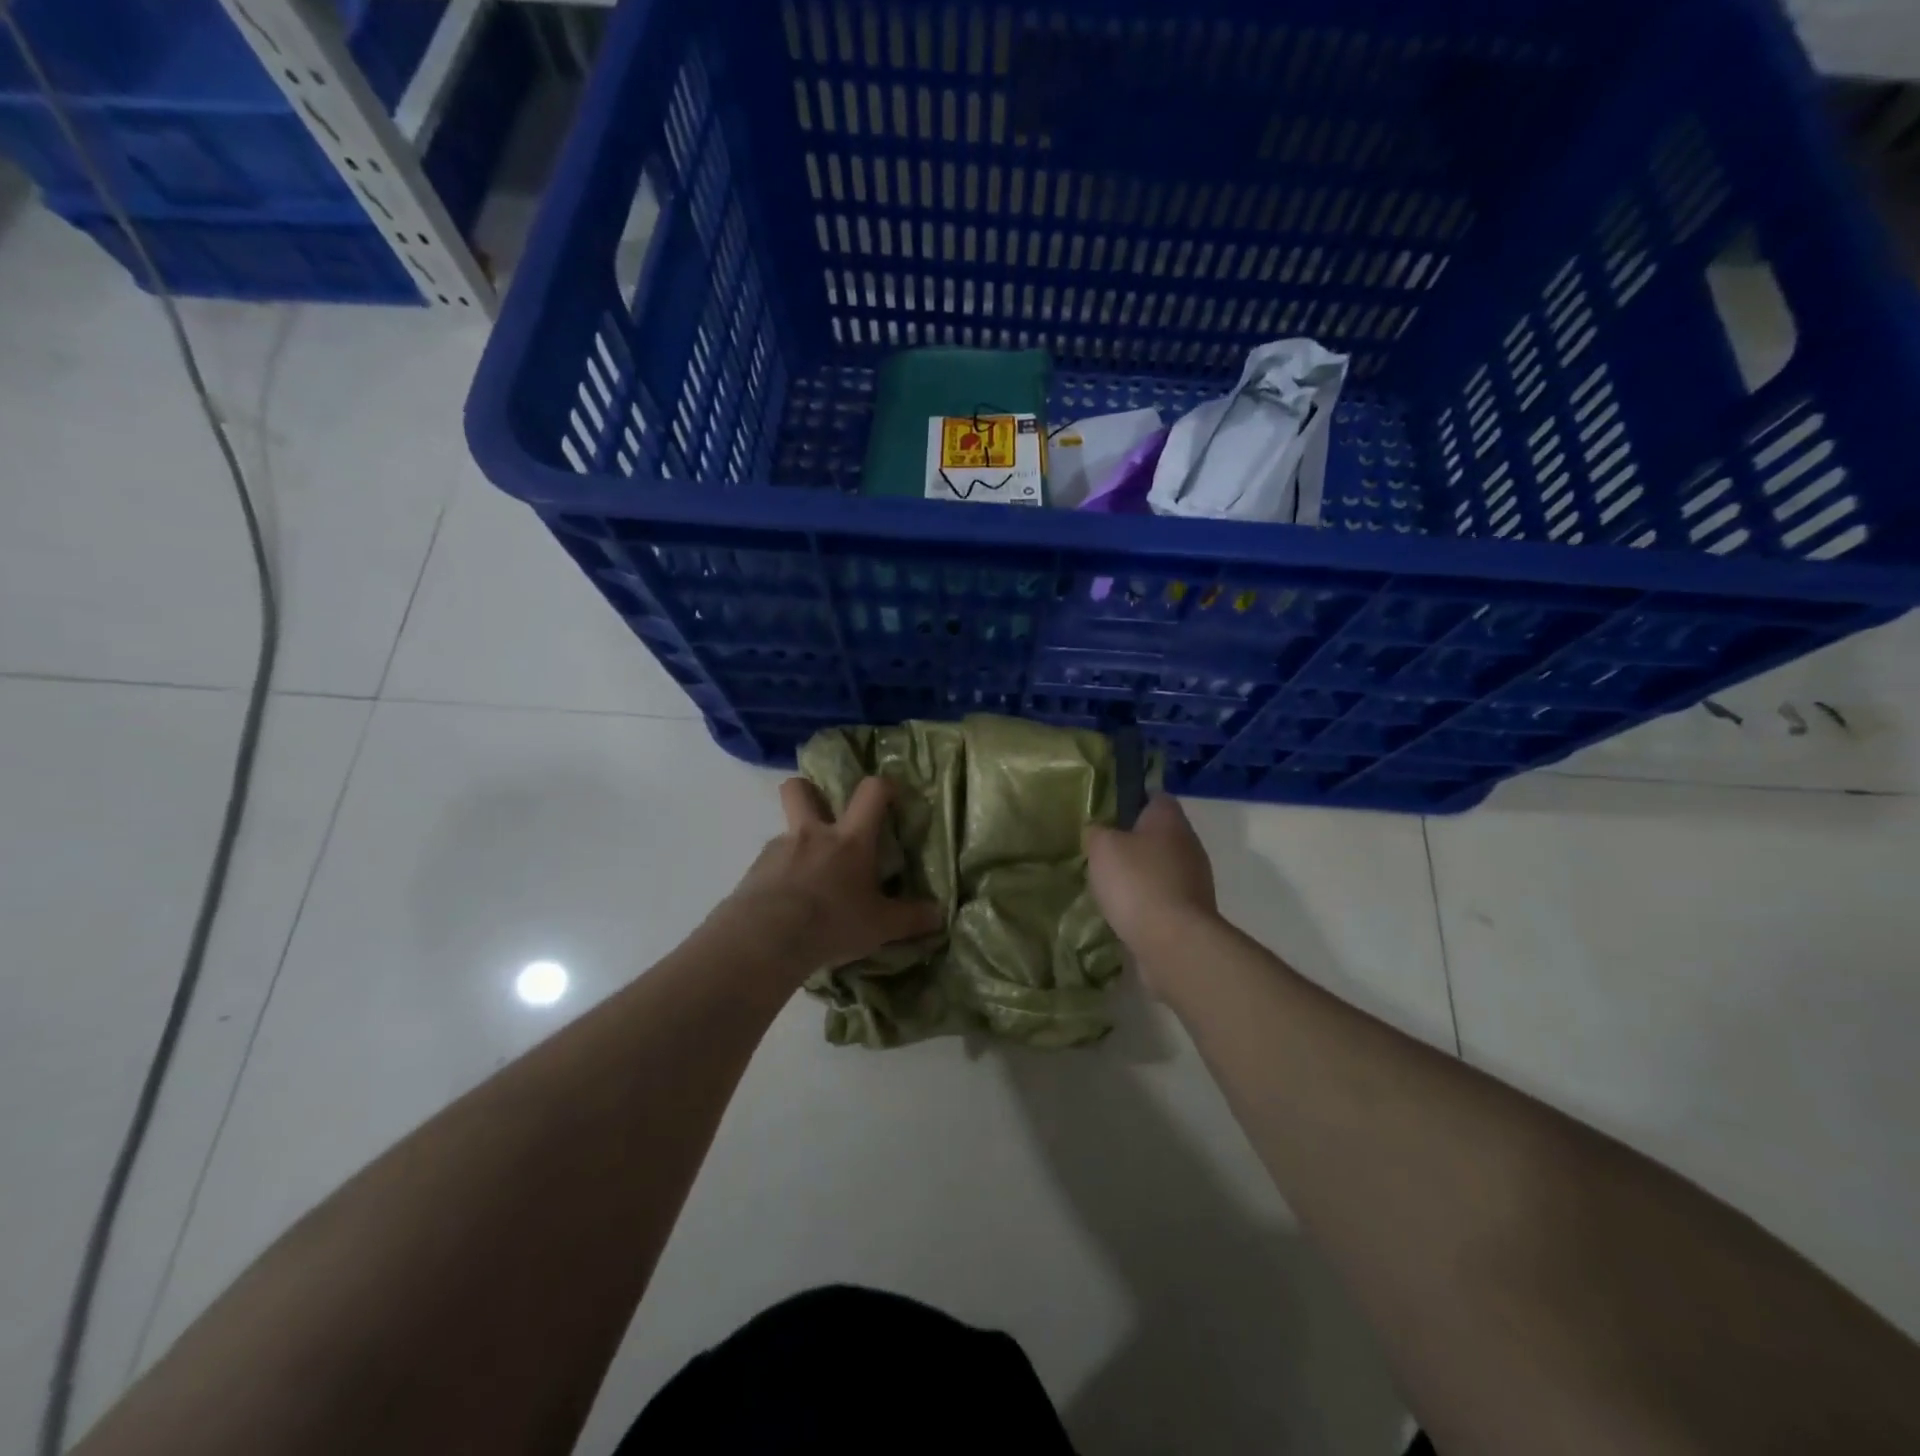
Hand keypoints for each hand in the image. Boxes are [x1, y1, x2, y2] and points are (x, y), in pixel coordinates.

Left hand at [721, 776, 943, 974]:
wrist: (765, 940)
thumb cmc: (832, 923)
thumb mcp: (880, 927)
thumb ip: (910, 918)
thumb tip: (939, 915)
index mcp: (850, 839)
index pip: (871, 792)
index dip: (883, 786)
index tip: (890, 796)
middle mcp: (812, 834)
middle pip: (800, 789)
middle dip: (809, 791)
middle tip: (822, 814)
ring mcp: (778, 849)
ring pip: (785, 831)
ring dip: (797, 846)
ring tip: (807, 882)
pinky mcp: (753, 871)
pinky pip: (769, 864)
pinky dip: (779, 876)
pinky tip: (784, 905)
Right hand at [1085, 795, 1218, 977]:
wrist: (1173, 942)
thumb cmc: (1137, 882)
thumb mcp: (1102, 846)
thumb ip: (1098, 832)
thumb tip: (1100, 831)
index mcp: (1170, 819)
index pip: (1155, 797)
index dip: (1132, 801)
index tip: (1108, 815)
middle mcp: (1189, 843)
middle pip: (1159, 834)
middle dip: (1133, 842)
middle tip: (1103, 853)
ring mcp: (1195, 879)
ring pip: (1162, 867)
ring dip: (1140, 874)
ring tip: (1110, 886)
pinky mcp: (1192, 911)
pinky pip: (1164, 896)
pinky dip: (1147, 901)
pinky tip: (1125, 912)